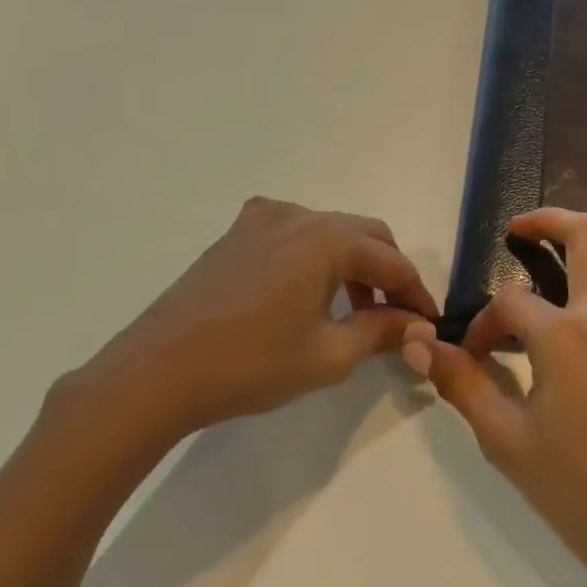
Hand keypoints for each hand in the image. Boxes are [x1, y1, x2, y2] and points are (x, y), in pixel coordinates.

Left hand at [62, 197, 438, 448]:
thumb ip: (381, 331)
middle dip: (387, 272)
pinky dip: (314, 257)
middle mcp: (299, 214)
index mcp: (327, 238)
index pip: (392, 261)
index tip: (429, 323)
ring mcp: (262, 219)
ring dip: (351, 264)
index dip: (416, 293)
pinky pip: (293, 234)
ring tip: (352, 311)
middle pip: (365, 234)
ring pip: (329, 232)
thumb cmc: (251, 363)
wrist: (157, 371)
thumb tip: (418, 325)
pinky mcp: (236, 233)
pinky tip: (305, 292)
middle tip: (395, 316)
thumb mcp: (328, 354)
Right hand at [403, 209, 586, 586]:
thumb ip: (463, 382)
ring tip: (561, 242)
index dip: (485, 323)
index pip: (511, 302)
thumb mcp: (506, 439)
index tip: (474, 353)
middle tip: (520, 228)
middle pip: (584, 233)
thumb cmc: (577, 492)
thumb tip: (419, 345)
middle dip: (547, 220)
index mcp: (566, 337)